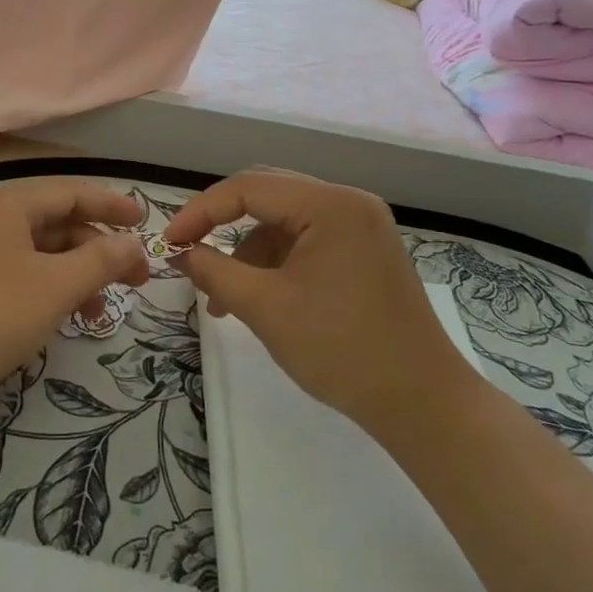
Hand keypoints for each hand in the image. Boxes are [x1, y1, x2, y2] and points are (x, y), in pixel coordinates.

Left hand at [0, 178, 149, 401]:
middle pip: (57, 223)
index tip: (145, 222)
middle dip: (99, 248)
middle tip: (136, 279)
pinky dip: (50, 290)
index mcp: (9, 206)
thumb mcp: (56, 285)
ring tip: (101, 312)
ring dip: (77, 275)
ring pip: (41, 253)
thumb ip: (101, 260)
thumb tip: (133, 243)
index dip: (111, 204)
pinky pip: (22, 276)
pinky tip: (65, 318)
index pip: (71, 192)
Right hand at [165, 170, 470, 425]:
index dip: (201, 211)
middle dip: (222, 222)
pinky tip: (257, 295)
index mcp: (330, 205)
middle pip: (268, 194)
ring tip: (221, 295)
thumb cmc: (341, 350)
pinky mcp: (365, 250)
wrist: (422, 404)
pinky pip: (306, 238)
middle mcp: (349, 202)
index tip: (170, 242)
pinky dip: (275, 260)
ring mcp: (361, 225)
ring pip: (285, 218)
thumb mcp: (265, 308)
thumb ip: (214, 272)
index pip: (248, 188)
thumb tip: (180, 253)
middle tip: (188, 250)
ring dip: (247, 248)